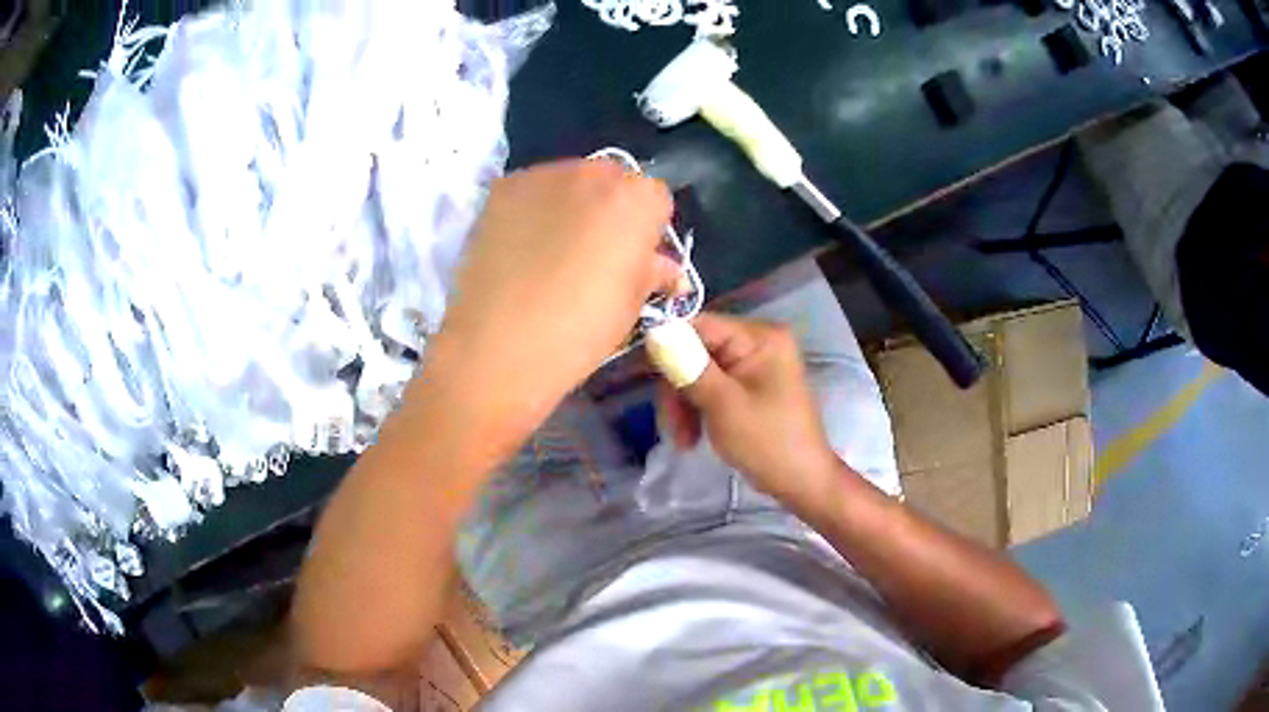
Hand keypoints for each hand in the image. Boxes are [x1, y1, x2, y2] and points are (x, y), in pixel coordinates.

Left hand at [438, 160, 680, 423]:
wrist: (501, 343)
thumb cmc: (581, 328)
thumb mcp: (632, 304)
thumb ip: (653, 272)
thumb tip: (666, 270)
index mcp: (638, 198)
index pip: (655, 200)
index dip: (648, 231)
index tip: (634, 260)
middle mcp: (594, 172)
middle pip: (612, 182)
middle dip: (610, 210)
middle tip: (594, 254)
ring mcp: (544, 175)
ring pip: (569, 183)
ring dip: (570, 206)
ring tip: (550, 252)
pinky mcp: (503, 187)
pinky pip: (531, 192)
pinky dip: (533, 211)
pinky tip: (520, 248)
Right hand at [661, 313, 841, 505]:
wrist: (801, 481)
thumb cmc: (768, 442)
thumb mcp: (723, 404)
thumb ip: (688, 365)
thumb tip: (654, 332)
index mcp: (760, 338)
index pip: (700, 324)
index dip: (668, 345)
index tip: (645, 375)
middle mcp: (758, 342)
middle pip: (696, 350)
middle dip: (679, 388)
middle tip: (671, 426)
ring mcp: (754, 364)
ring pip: (699, 371)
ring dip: (685, 405)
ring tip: (684, 440)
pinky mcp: (748, 385)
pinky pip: (711, 386)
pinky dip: (698, 410)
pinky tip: (693, 437)